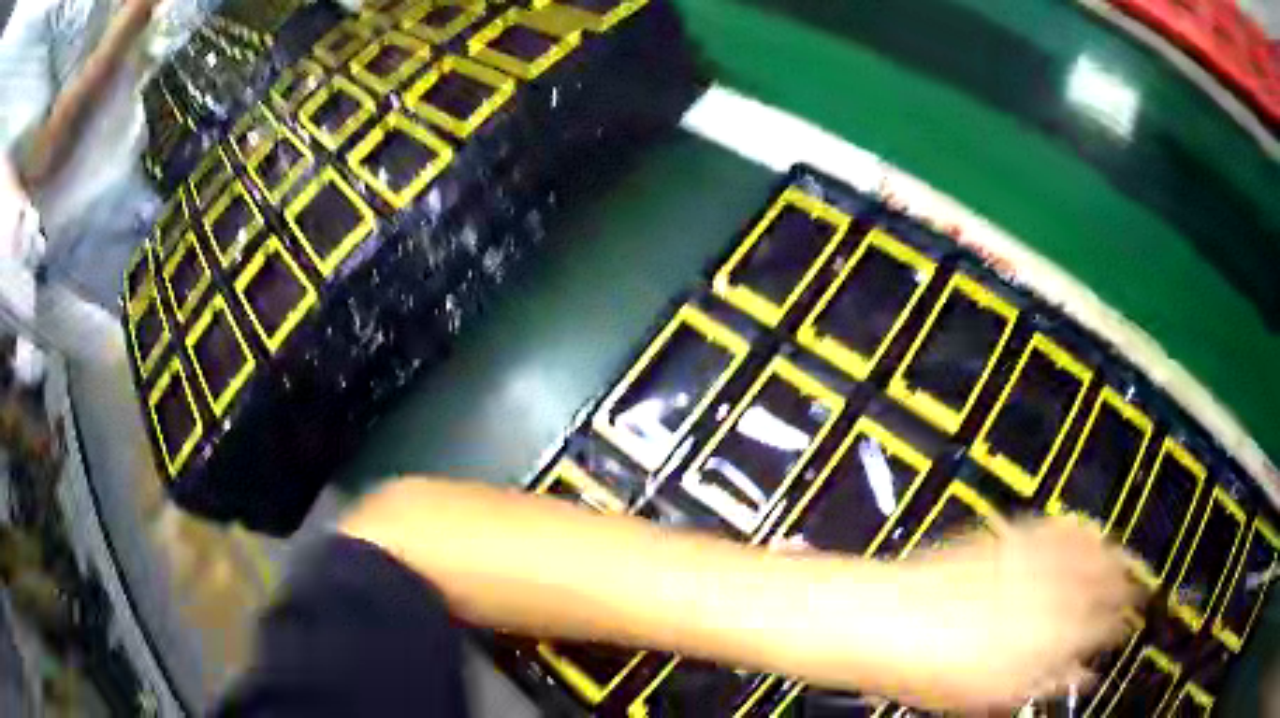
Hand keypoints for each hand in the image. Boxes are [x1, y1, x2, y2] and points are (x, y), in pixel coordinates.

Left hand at [881, 517, 1142, 711]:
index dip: (1120, 622)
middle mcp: (1048, 593)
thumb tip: (1081, 674)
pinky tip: (1086, 529)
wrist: (884, 619)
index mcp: (1046, 639)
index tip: (1130, 620)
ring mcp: (1030, 560)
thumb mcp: (993, 693)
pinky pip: (1056, 526)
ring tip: (1123, 557)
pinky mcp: (1009, 535)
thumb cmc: (934, 671)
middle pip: (1102, 583)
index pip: (1102, 626)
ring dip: (1110, 553)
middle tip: (1136, 587)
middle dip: (1124, 585)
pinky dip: (1077, 529)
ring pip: (1087, 550)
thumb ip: (1045, 679)